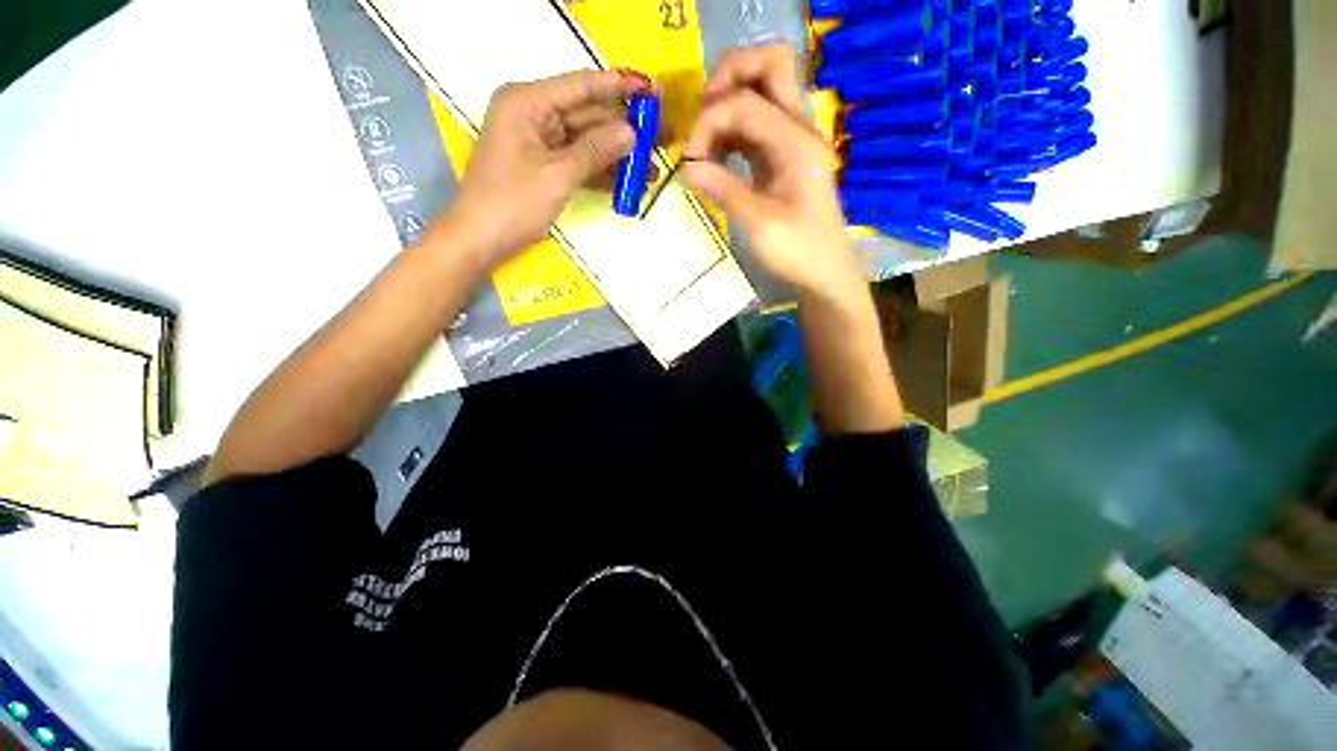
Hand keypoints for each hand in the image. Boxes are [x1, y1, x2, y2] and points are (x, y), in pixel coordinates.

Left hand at [441, 70, 652, 264]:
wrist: (481, 239)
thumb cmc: (513, 203)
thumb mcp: (557, 175)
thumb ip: (595, 151)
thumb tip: (632, 133)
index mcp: (527, 102)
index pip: (580, 86)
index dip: (618, 87)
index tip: (651, 89)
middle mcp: (534, 115)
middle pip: (587, 115)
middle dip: (623, 130)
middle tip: (660, 139)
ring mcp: (539, 142)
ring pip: (586, 142)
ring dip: (617, 157)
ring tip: (651, 170)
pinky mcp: (544, 166)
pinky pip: (578, 162)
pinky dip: (600, 172)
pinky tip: (627, 183)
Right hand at [682, 46, 861, 299]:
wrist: (825, 273)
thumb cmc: (797, 252)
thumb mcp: (758, 225)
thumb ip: (723, 190)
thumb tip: (685, 168)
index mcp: (796, 143)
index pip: (745, 102)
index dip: (709, 122)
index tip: (689, 160)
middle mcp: (798, 130)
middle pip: (769, 66)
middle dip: (728, 79)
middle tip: (702, 119)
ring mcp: (791, 142)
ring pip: (761, 93)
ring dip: (728, 106)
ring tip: (704, 145)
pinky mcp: (783, 158)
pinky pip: (756, 125)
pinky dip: (732, 131)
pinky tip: (716, 158)